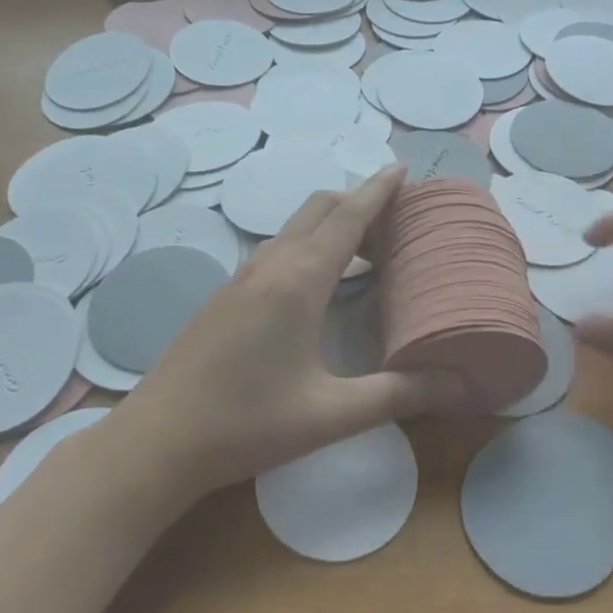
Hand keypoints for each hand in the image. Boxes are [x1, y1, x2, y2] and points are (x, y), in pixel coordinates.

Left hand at [117, 165, 451, 499]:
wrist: (155, 443)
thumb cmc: (246, 425)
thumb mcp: (330, 415)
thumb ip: (396, 396)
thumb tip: (457, 386)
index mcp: (298, 282)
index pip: (347, 217)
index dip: (377, 190)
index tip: (402, 168)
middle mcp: (268, 266)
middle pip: (317, 209)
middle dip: (357, 202)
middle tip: (395, 222)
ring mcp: (239, 278)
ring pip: (293, 228)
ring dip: (331, 225)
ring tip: (365, 251)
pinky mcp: (224, 296)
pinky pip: (275, 250)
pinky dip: (307, 245)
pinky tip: (316, 285)